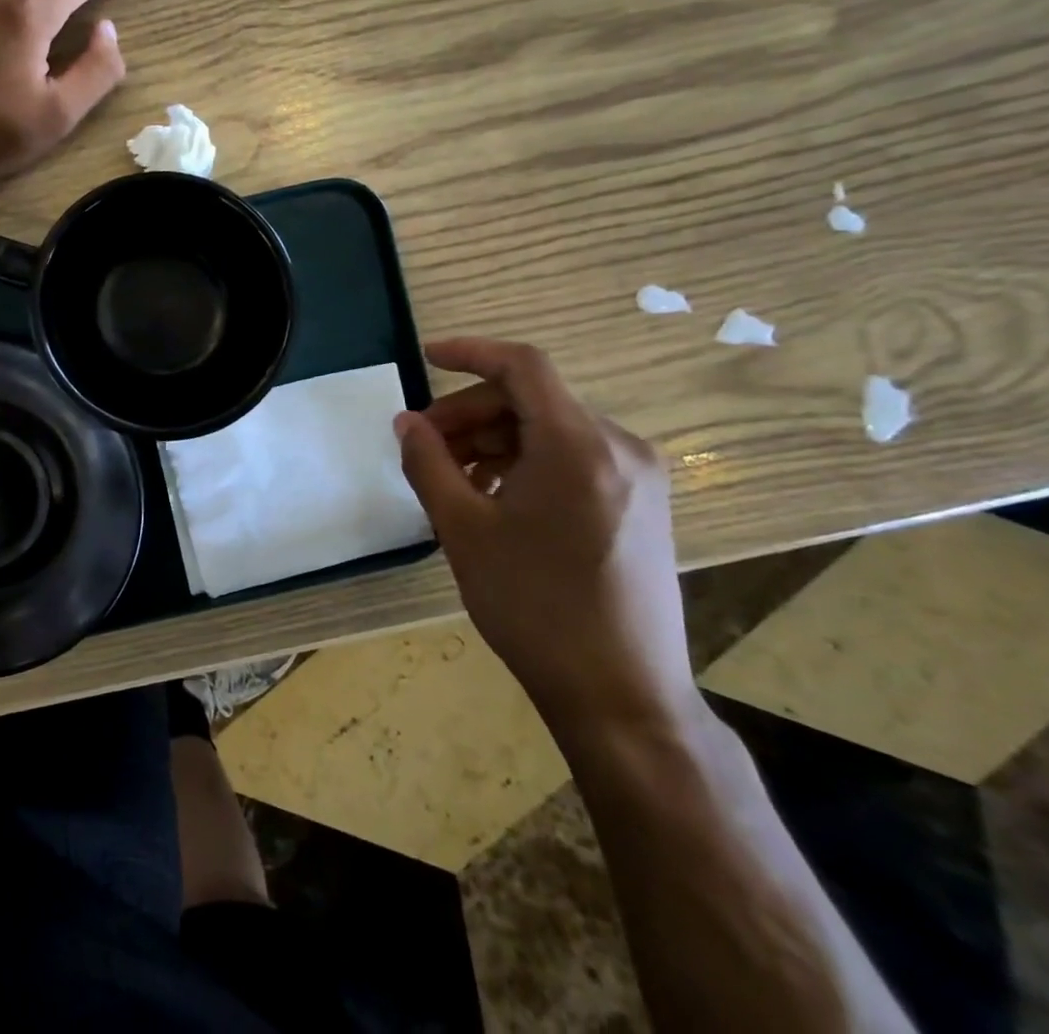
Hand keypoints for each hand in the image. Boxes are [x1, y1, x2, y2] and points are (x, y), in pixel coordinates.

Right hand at [394, 338, 696, 736]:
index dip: (469, 352)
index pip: (522, 366)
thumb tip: (406, 422)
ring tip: (453, 477)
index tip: (425, 357)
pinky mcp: (643, 504)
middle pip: (533, 400)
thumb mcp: (463, 529)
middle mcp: (619, 447)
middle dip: (471, 413)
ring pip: (552, 430)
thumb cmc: (534, 607)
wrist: (621, 695)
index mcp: (578, 445)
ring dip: (496, 440)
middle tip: (424, 445)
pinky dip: (527, 462)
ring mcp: (638, 476)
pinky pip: (574, 458)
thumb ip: (428, 463)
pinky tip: (495, 497)